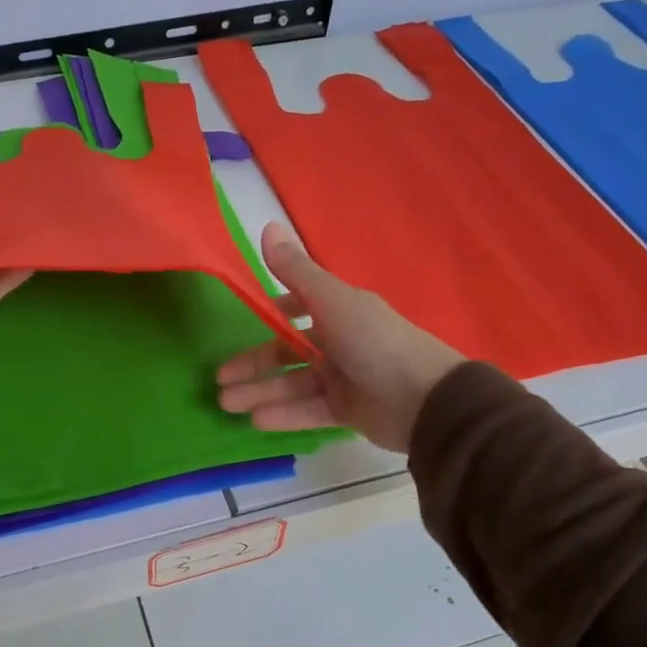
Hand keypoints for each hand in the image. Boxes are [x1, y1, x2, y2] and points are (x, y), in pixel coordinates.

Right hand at [217, 222, 463, 452]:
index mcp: (339, 311)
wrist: (426, 400)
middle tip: (220, 382)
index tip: (243, 325)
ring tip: (227, 405)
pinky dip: (283, 414)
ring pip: (292, 385)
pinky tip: (255, 421)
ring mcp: (343, 378)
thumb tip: (267, 225)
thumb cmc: (374, 342)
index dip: (270, 316)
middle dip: (253, 366)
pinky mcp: (348, 411)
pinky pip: (308, 410)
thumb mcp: (331, 301)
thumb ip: (296, 270)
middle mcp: (339, 342)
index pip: (297, 308)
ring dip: (260, 393)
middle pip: (288, 353)